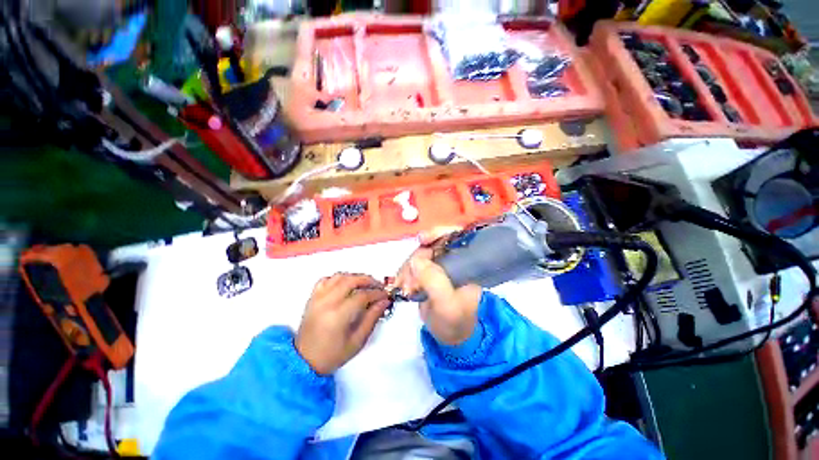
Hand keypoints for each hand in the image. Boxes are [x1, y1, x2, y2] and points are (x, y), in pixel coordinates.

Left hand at [296, 274, 389, 374]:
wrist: (304, 361)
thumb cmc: (332, 355)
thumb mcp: (357, 341)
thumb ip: (372, 318)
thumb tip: (384, 302)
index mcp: (338, 315)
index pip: (362, 296)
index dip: (377, 293)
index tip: (385, 295)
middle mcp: (327, 302)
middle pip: (351, 280)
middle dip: (368, 280)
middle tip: (378, 286)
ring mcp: (318, 298)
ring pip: (339, 276)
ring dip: (355, 277)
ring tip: (365, 284)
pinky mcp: (312, 297)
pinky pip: (326, 280)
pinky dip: (338, 278)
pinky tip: (346, 284)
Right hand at [396, 230, 481, 345]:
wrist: (450, 336)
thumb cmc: (456, 321)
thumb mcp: (447, 305)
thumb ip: (434, 282)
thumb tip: (415, 260)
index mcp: (467, 262)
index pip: (456, 236)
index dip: (439, 232)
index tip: (422, 239)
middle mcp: (453, 258)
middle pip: (432, 243)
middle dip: (417, 259)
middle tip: (408, 280)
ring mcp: (439, 264)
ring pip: (419, 254)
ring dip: (408, 269)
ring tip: (406, 288)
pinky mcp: (427, 272)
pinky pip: (412, 265)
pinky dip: (405, 273)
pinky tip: (402, 285)